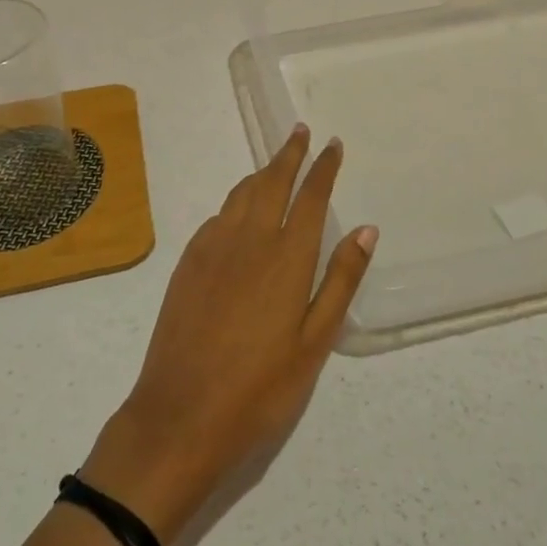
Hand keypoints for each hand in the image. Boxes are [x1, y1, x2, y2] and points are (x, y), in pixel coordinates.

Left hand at [80, 126, 375, 541]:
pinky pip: (219, 215)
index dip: (323, 167)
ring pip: (242, 193)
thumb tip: (366, 229)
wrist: (180, 413)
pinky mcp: (189, 260)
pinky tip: (240, 211)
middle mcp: (250, 238)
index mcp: (287, 257)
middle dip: (289, 153)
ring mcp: (214, 246)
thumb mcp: (315, 343)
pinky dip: (236, 201)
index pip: (310, 196)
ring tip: (275, 164)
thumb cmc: (260, 388)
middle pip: (273, 181)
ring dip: (262, 172)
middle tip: (301, 131)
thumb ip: (340, 280)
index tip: (332, 144)